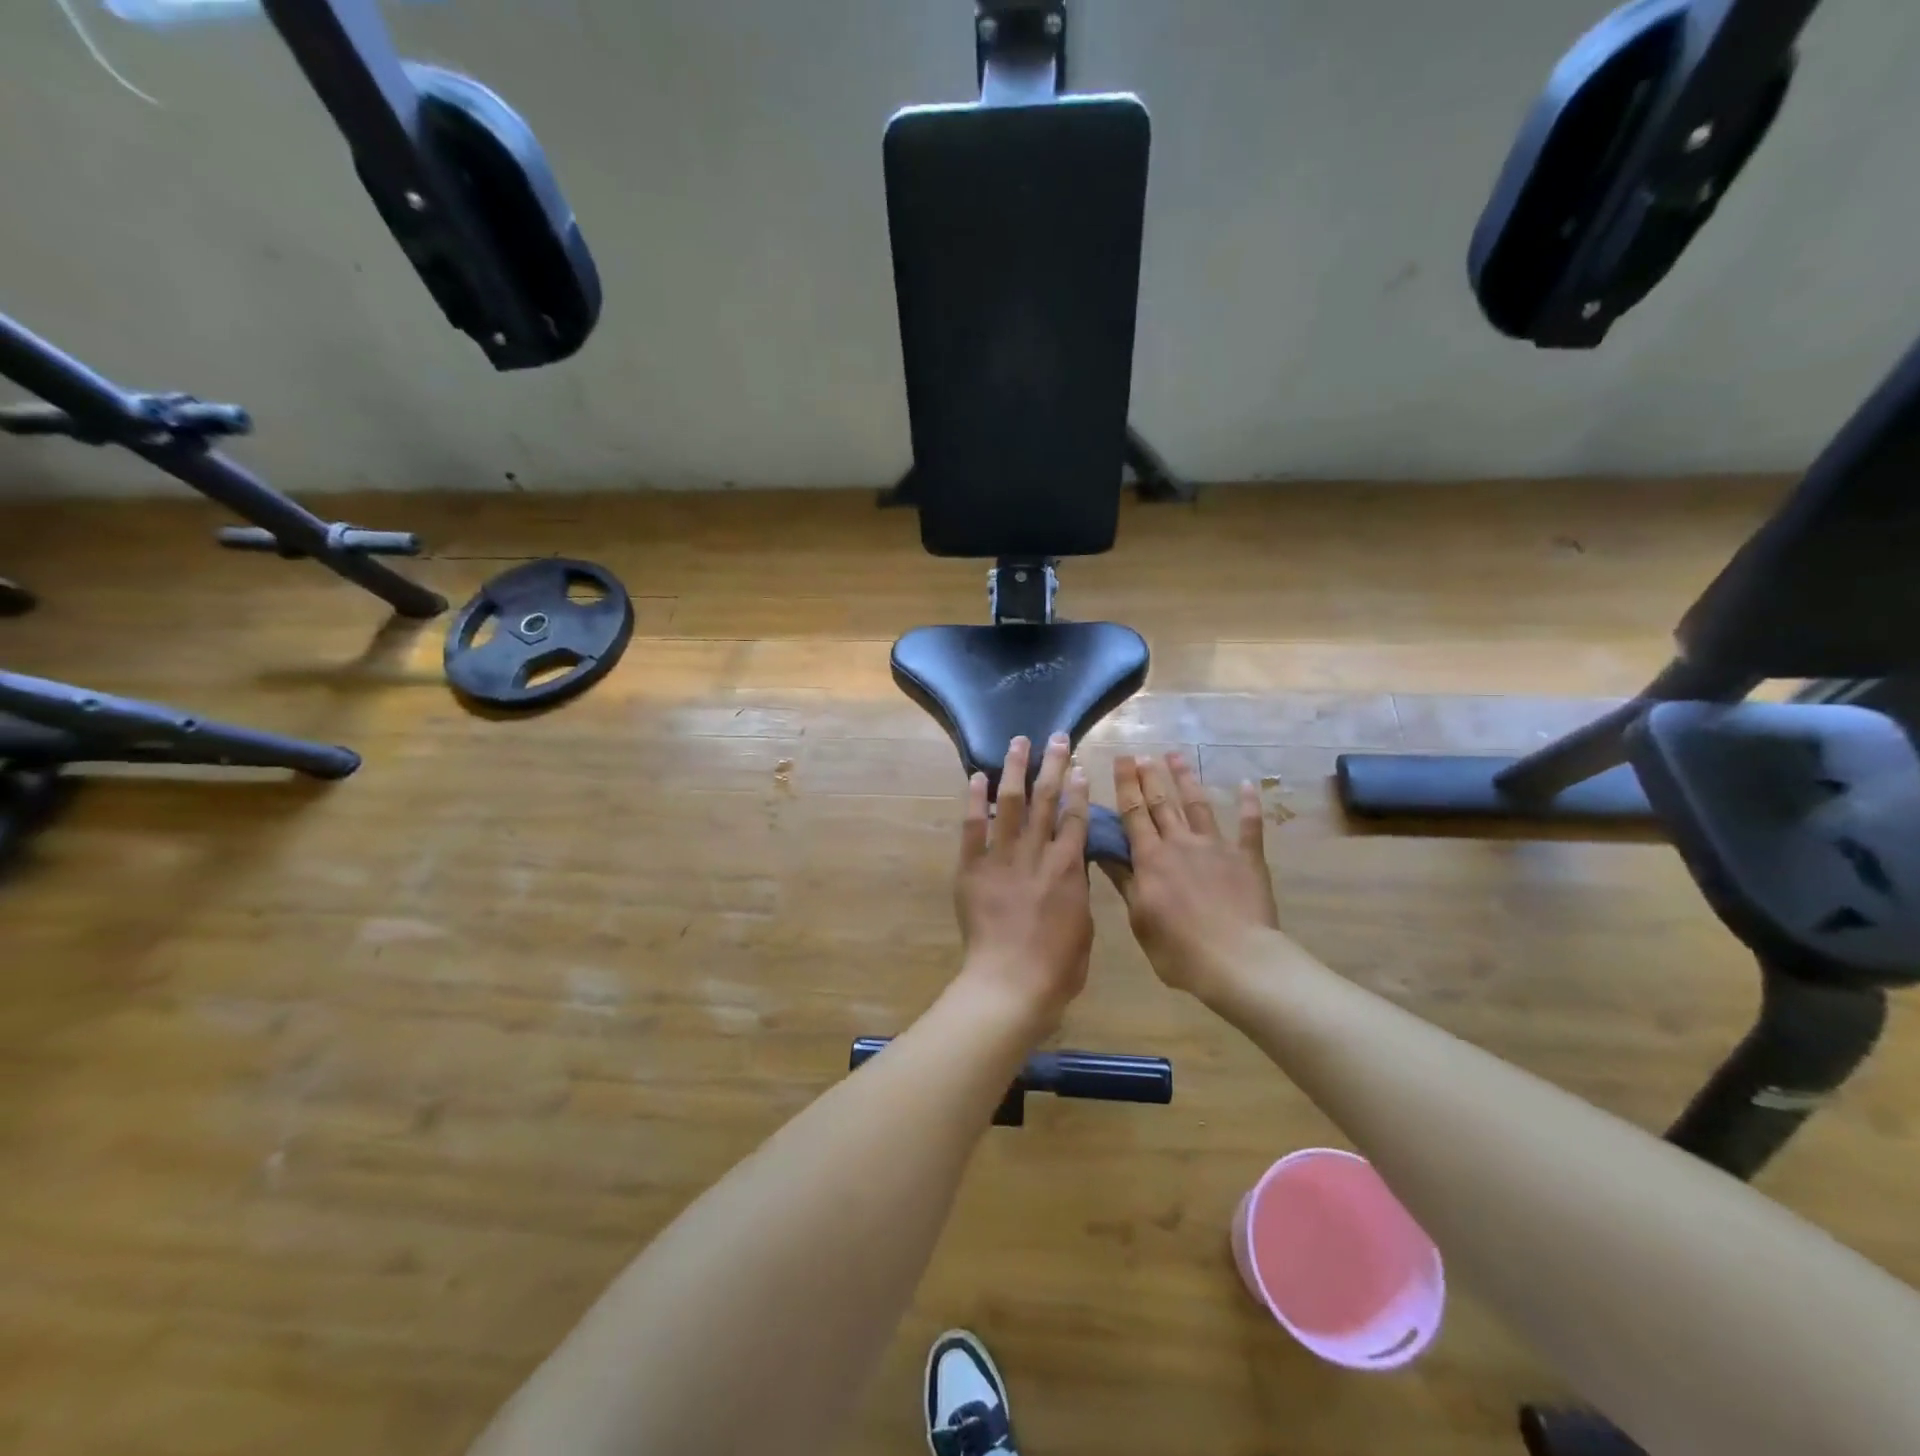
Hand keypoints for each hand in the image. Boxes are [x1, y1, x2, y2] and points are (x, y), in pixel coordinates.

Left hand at [953, 734, 1093, 1030]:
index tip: (1078, 765)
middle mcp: (1037, 853)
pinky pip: (972, 828)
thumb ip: (1076, 886)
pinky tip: (976, 776)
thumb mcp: (1083, 924)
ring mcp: (1002, 858)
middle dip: (1053, 765)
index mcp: (1068, 868)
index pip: (1075, 817)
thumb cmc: (1058, 966)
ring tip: (1018, 742)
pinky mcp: (972, 868)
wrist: (1011, 983)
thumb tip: (1073, 861)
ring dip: (1015, 769)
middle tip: (1057, 737)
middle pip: (1046, 800)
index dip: (1078, 788)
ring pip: (1010, 803)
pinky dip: (974, 800)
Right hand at [1104, 752, 1280, 999]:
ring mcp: (1216, 847)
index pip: (1133, 814)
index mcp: (1151, 859)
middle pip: (1161, 803)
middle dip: (1149, 776)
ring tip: (1176, 756)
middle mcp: (1180, 843)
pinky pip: (1249, 826)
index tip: (1120, 760)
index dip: (1126, 785)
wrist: (1236, 960)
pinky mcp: (1247, 858)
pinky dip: (1248, 805)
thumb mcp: (1139, 919)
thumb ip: (1125, 881)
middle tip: (1142, 754)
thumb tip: (1102, 851)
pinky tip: (1247, 784)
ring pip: (1197, 805)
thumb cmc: (1179, 949)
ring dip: (1185, 779)